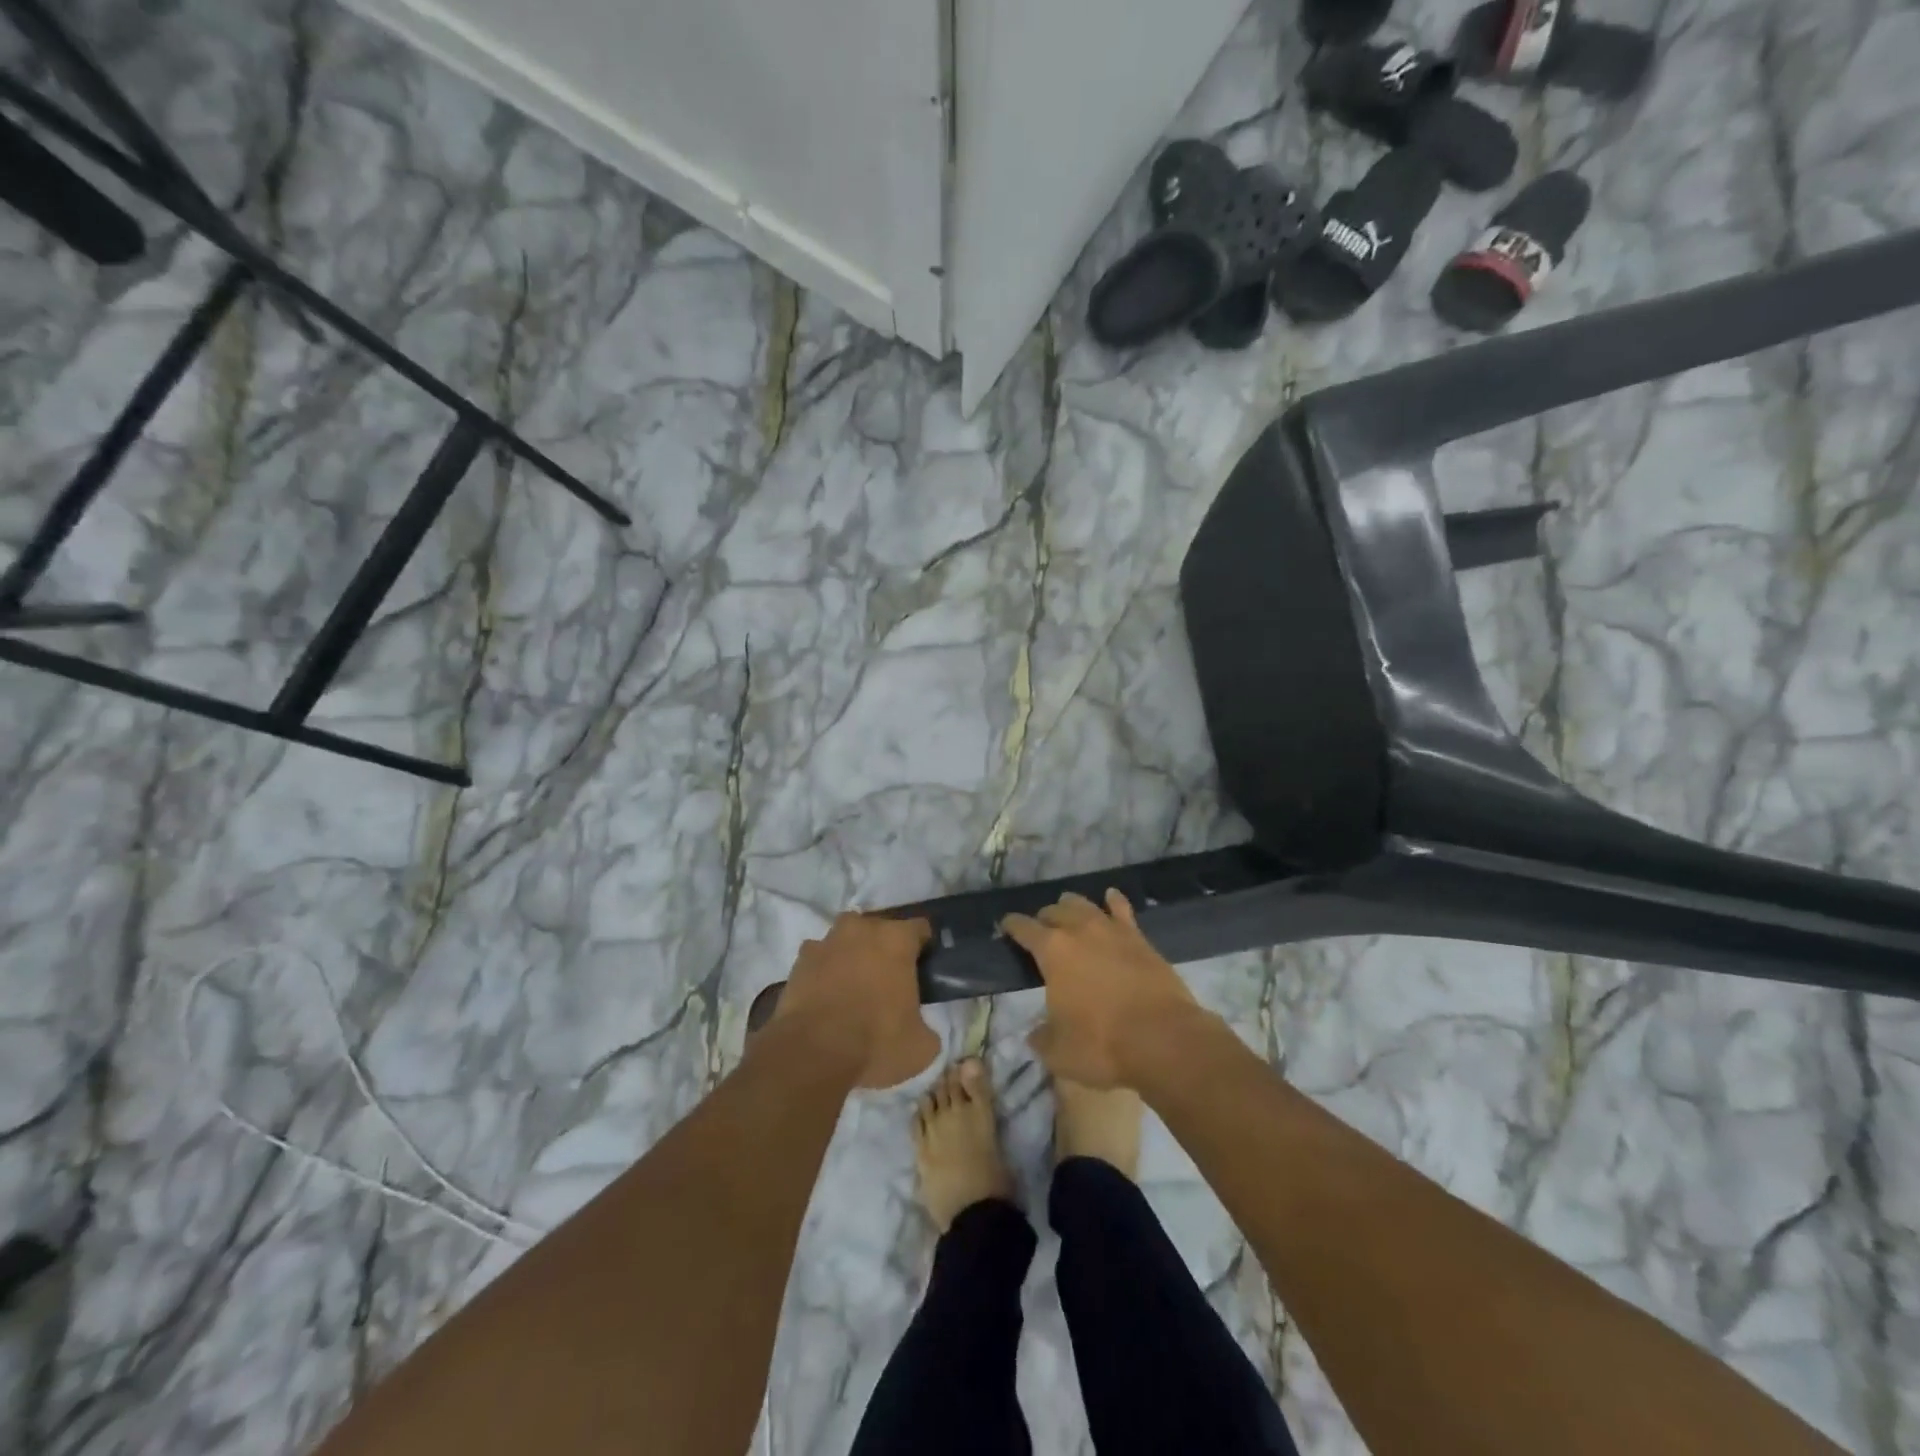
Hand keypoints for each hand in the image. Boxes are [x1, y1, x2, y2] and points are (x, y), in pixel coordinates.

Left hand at [771, 914, 937, 1087]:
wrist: (813, 1053)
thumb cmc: (876, 1041)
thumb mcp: (920, 1046)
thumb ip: (925, 1026)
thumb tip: (920, 1028)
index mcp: (897, 940)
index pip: (919, 928)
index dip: (923, 946)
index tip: (922, 967)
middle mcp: (862, 929)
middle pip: (879, 929)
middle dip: (883, 948)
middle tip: (888, 980)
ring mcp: (826, 942)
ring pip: (845, 940)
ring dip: (851, 955)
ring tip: (853, 987)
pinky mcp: (799, 961)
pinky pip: (819, 959)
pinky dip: (823, 972)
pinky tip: (825, 997)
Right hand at [1002, 890, 1202, 1087]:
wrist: (1164, 1039)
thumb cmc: (1103, 1044)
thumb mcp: (1059, 1052)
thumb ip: (1042, 1038)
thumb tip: (1035, 1034)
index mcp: (1052, 951)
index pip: (1023, 928)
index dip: (1011, 926)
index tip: (1005, 927)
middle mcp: (1079, 930)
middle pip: (1054, 911)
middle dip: (1043, 919)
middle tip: (1040, 932)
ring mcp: (1112, 930)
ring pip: (1084, 904)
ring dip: (1071, 906)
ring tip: (1067, 912)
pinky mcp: (1139, 938)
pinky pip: (1121, 909)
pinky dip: (1112, 901)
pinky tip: (1110, 897)